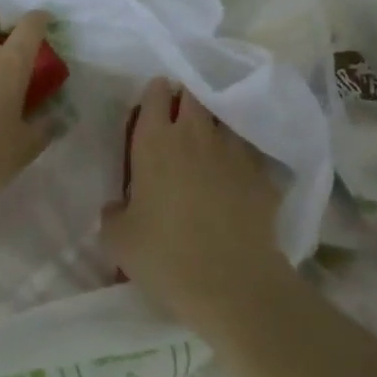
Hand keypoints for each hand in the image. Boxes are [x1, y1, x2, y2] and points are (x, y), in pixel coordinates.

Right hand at [101, 77, 295, 330]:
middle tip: (180, 119)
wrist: (232, 283)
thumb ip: (113, 213)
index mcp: (156, 142)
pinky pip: (250, 150)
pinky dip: (242, 154)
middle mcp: (196, 134)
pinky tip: (238, 173)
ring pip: (224, 117)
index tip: (154, 106)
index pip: (156, 94)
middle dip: (186, 99)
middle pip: (193, 95)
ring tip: (210, 143)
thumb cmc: (165, 257)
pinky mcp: (262, 171)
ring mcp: (234, 149)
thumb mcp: (118, 240)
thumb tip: (118, 206)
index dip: (155, 95)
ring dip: (215, 124)